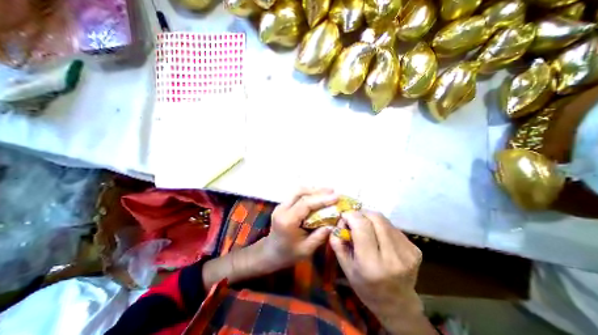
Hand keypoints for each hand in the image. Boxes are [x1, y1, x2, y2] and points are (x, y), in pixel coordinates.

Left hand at [264, 188, 338, 269]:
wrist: (270, 252)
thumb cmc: (288, 254)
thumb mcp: (306, 250)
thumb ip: (320, 236)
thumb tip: (334, 223)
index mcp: (287, 221)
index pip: (305, 204)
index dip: (321, 199)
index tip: (336, 196)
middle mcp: (282, 209)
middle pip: (300, 192)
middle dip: (318, 191)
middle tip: (333, 191)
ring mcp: (281, 205)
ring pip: (298, 191)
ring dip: (313, 190)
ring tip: (328, 191)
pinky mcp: (283, 205)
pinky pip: (296, 195)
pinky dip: (308, 193)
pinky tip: (317, 195)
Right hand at [330, 211, 432, 333]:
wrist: (397, 304)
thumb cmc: (365, 286)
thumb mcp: (345, 267)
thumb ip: (337, 243)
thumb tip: (338, 222)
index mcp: (371, 264)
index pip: (361, 225)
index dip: (350, 216)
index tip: (344, 218)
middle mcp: (392, 256)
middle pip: (375, 217)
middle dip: (360, 214)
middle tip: (354, 220)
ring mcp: (407, 252)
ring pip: (384, 219)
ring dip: (370, 219)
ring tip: (365, 228)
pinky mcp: (415, 248)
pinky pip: (392, 226)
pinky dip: (381, 226)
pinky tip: (378, 236)